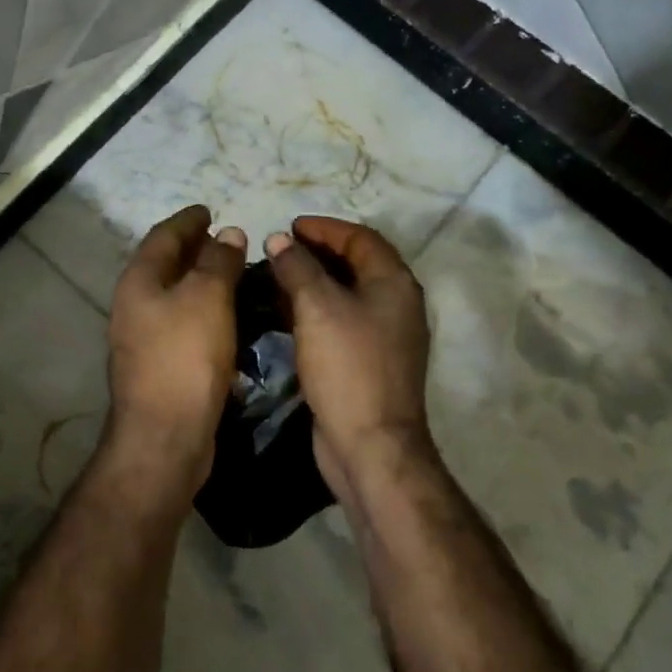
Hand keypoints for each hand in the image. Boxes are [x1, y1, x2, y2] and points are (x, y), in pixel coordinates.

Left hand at [105, 205, 246, 501]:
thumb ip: (218, 262)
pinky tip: (225, 316)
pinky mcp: (158, 365)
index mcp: (139, 280)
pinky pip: (181, 322)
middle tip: (224, 239)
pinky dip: (202, 309)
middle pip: (164, 264)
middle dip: (192, 248)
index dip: (187, 220)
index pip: (163, 236)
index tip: (209, 209)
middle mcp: (134, 304)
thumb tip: (228, 233)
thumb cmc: (185, 357)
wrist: (165, 436)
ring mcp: (142, 337)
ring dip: (199, 280)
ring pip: (173, 295)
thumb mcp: (207, 298)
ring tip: (231, 272)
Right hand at [265, 218, 434, 500]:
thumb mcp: (317, 307)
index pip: (361, 238)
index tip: (289, 226)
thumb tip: (279, 240)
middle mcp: (396, 304)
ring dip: (313, 280)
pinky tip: (285, 313)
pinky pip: (340, 320)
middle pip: (356, 263)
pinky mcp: (367, 361)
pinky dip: (315, 308)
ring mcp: (384, 335)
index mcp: (394, 284)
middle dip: (317, 252)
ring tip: (275, 276)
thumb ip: (297, 267)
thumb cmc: (347, 366)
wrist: (370, 445)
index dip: (325, 227)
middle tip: (279, 249)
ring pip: (346, 293)